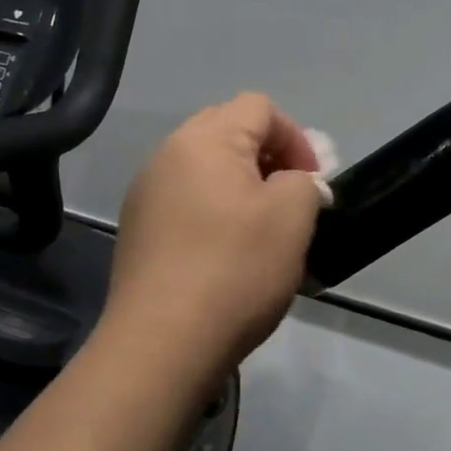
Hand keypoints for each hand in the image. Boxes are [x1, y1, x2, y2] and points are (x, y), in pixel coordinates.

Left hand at [105, 93, 321, 384]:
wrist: (163, 342)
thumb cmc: (235, 269)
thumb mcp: (292, 216)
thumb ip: (305, 182)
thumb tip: (295, 183)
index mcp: (205, 140)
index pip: (260, 107)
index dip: (296, 138)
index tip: (312, 184)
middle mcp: (167, 155)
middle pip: (228, 131)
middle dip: (269, 159)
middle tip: (290, 201)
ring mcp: (146, 194)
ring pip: (205, 170)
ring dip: (242, 187)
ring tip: (262, 231)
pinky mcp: (138, 230)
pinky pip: (186, 202)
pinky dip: (214, 213)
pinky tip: (227, 254)